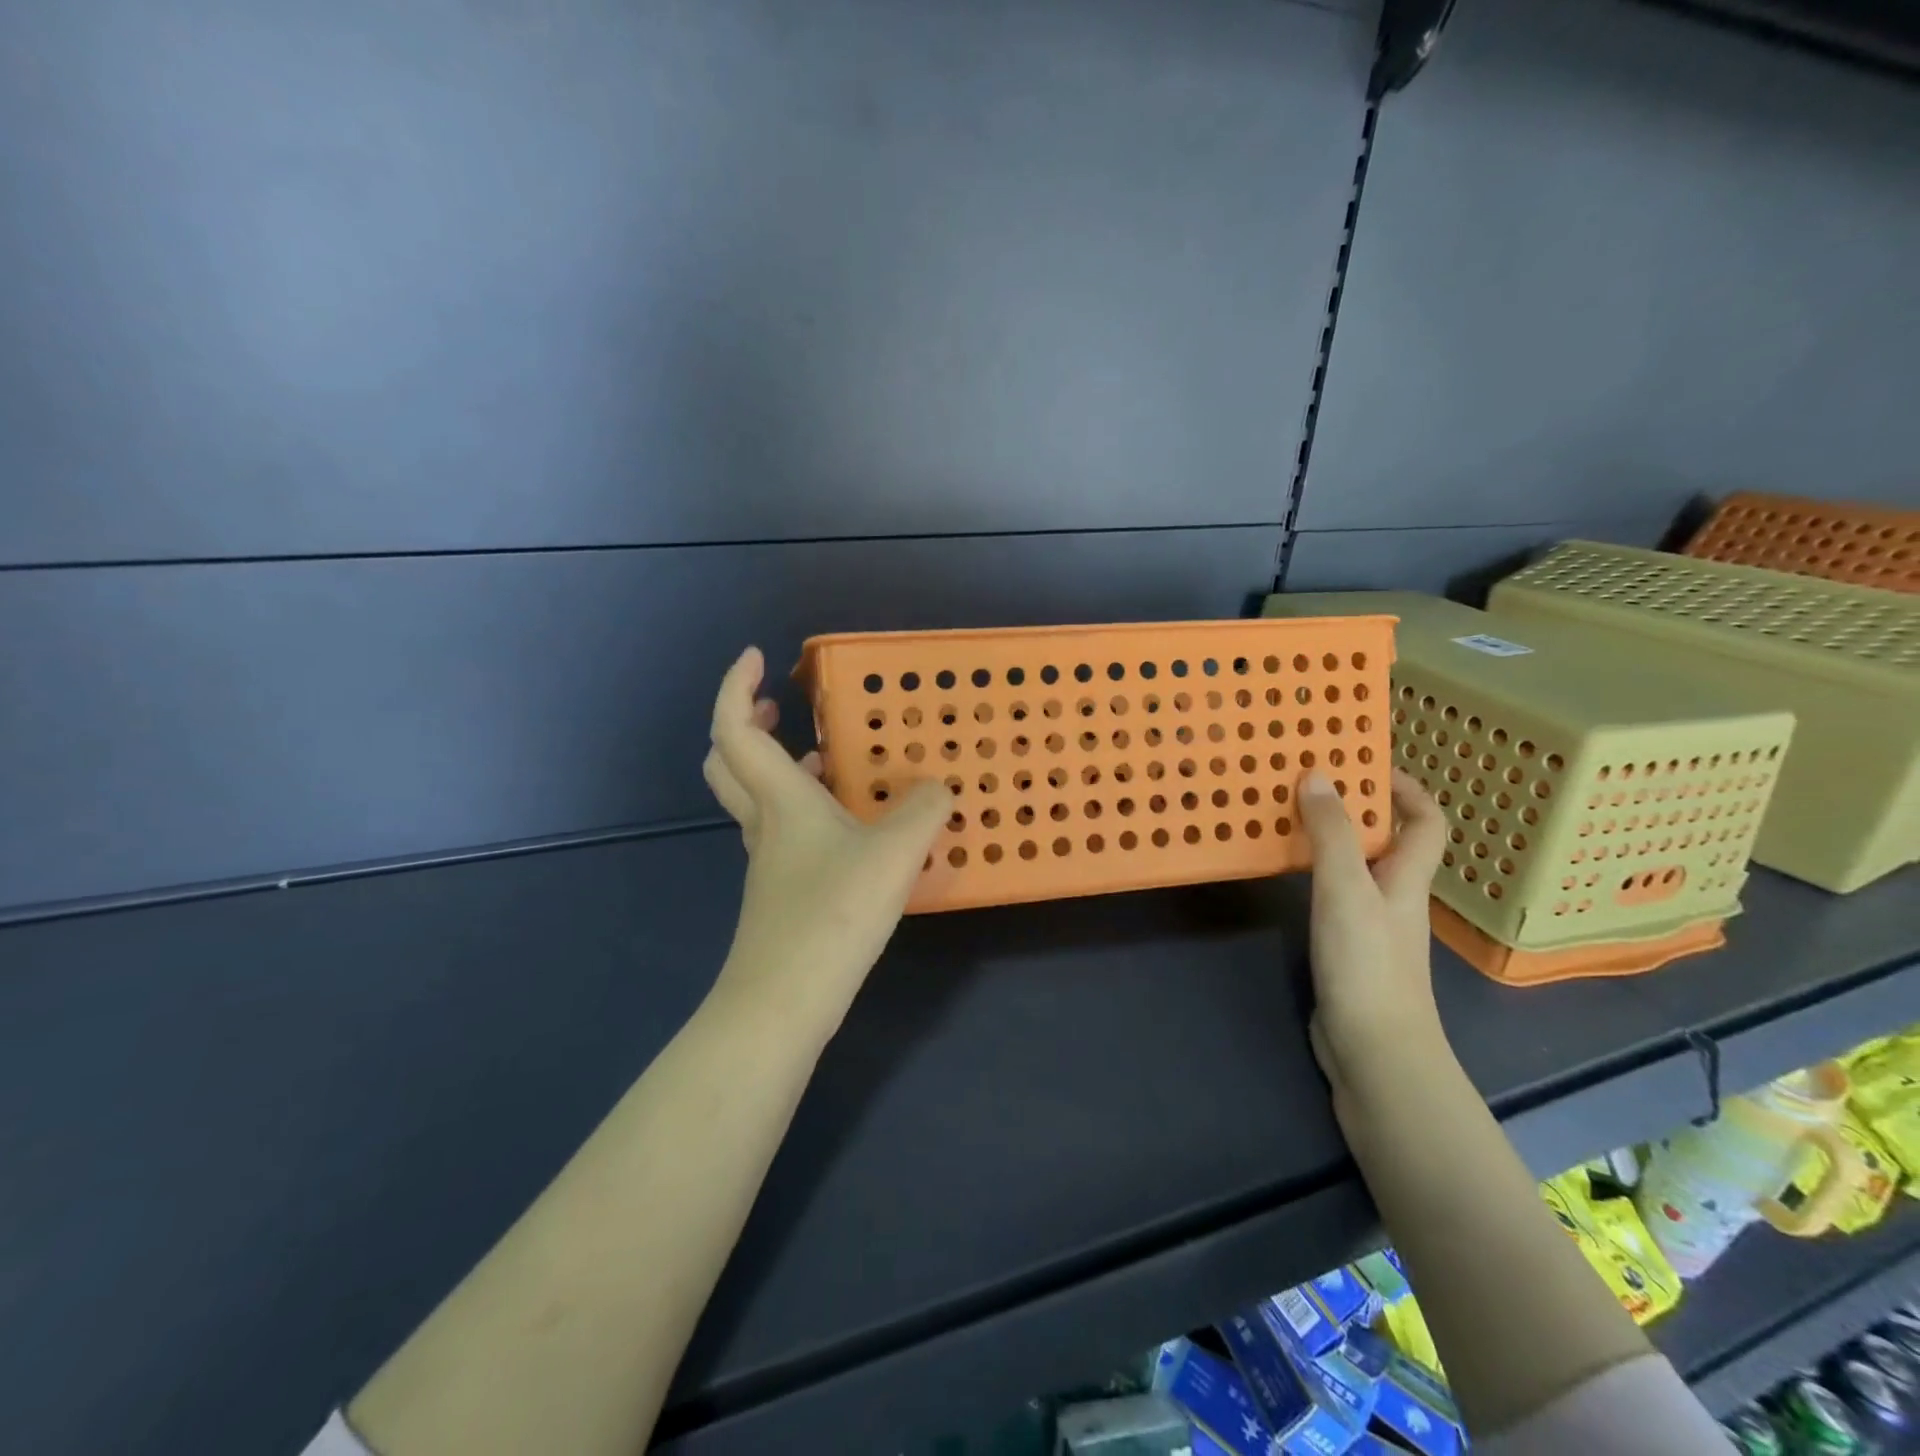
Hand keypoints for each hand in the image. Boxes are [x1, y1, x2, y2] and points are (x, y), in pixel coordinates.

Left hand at [702, 647, 948, 1027]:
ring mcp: (769, 861)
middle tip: (780, 707)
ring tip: (826, 757)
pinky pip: (783, 830)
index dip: (735, 686)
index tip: (757, 657)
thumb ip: (923, 811)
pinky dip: (803, 808)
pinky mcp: (781, 892)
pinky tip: (847, 826)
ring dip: (779, 766)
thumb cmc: (833, 914)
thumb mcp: (895, 853)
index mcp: (781, 799)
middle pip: (728, 762)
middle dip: (745, 724)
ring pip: (756, 798)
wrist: (784, 1003)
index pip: (734, 729)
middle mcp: (765, 823)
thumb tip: (938, 790)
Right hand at [1296, 767, 1449, 1095]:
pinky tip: (1283, 873)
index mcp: (1406, 878)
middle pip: (1388, 842)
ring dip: (1330, 839)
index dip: (1406, 789)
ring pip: (1356, 868)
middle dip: (1357, 808)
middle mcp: (1394, 897)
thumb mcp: (1346, 889)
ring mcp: (1371, 926)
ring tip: (1287, 816)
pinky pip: (1332, 895)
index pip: (1426, 822)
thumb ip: (1332, 834)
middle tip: (1309, 782)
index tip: (1366, 763)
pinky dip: (1313, 875)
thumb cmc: (1367, 963)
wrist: (1374, 1050)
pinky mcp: (1346, 949)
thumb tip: (1317, 774)